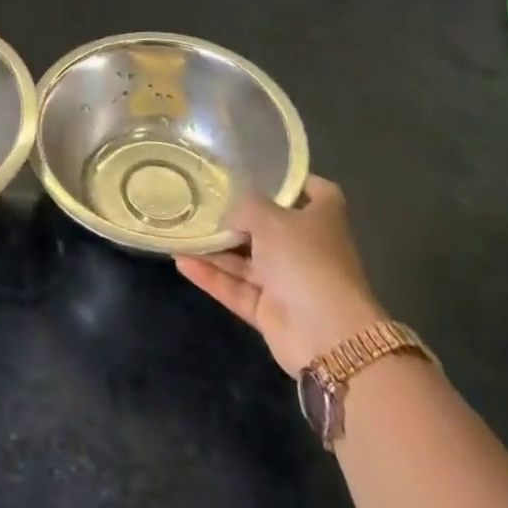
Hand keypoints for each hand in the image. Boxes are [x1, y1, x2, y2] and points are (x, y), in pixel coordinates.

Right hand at [176, 175, 384, 377]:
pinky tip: (181, 260)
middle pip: (273, 227)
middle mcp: (307, 249)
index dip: (295, 181)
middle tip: (204, 199)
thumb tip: (232, 214)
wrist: (326, 335)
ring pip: (247, 261)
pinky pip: (236, 288)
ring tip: (183, 230)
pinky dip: (211, 276)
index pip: (317, 192)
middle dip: (240, 217)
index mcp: (322, 221)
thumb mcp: (270, 217)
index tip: (265, 171)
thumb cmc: (305, 260)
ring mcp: (289, 282)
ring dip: (217, 249)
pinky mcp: (271, 311)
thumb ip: (246, 206)